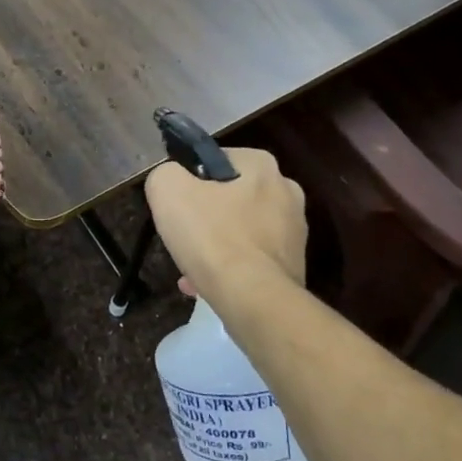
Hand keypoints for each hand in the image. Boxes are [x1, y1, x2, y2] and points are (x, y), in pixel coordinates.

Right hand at [145, 147, 306, 304]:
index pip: (216, 160)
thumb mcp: (167, 189)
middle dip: (204, 218)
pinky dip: (230, 269)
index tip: (177, 204)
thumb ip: (166, 173)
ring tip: (191, 270)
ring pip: (240, 231)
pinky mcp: (294, 266)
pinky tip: (206, 286)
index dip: (190, 181)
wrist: (253, 300)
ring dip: (215, 247)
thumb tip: (173, 180)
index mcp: (262, 165)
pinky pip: (251, 260)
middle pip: (230, 198)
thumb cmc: (211, 236)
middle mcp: (287, 192)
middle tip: (182, 237)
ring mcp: (294, 231)